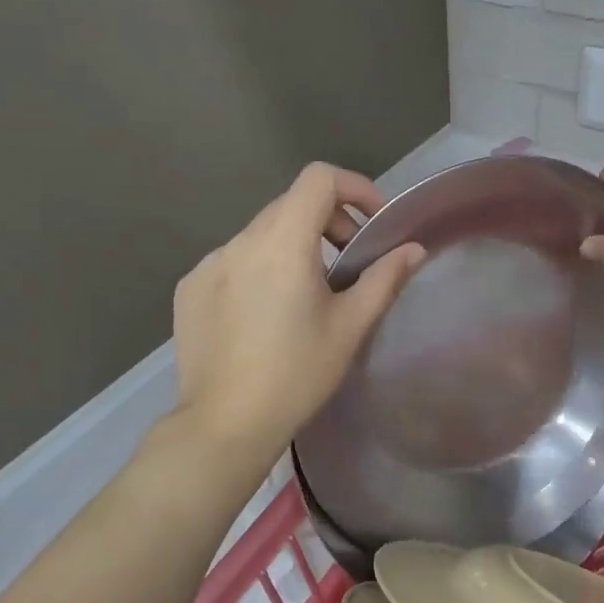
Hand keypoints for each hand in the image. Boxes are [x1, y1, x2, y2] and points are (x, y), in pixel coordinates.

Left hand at [172, 163, 423, 460]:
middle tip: (350, 263)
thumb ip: (384, 278)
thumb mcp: (350, 326)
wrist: (226, 423)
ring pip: (261, 234)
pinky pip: (234, 261)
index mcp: (282, 243)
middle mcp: (240, 242)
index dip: (354, 187)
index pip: (319, 179)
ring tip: (308, 294)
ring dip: (294, 247)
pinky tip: (266, 314)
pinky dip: (260, 269)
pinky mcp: (190, 288)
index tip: (373, 223)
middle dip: (329, 222)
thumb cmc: (297, 374)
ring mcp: (209, 264)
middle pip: (291, 204)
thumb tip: (413, 249)